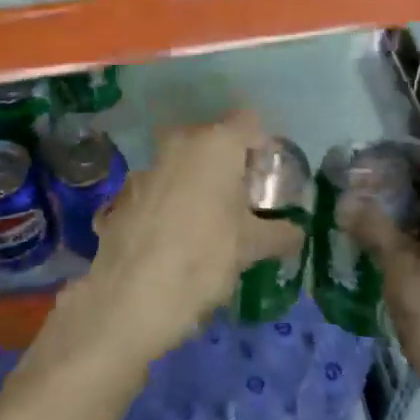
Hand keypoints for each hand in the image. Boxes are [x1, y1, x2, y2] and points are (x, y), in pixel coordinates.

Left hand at [58, 111, 302, 371]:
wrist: (130, 297)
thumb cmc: (204, 258)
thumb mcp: (251, 247)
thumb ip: (280, 234)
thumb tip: (298, 232)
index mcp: (217, 143)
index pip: (248, 123)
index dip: (260, 147)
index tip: (264, 180)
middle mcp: (180, 142)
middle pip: (212, 140)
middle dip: (226, 164)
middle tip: (238, 202)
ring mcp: (147, 166)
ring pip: (181, 163)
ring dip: (194, 183)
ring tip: (203, 225)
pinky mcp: (121, 193)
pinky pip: (156, 188)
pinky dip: (166, 203)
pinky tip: (169, 240)